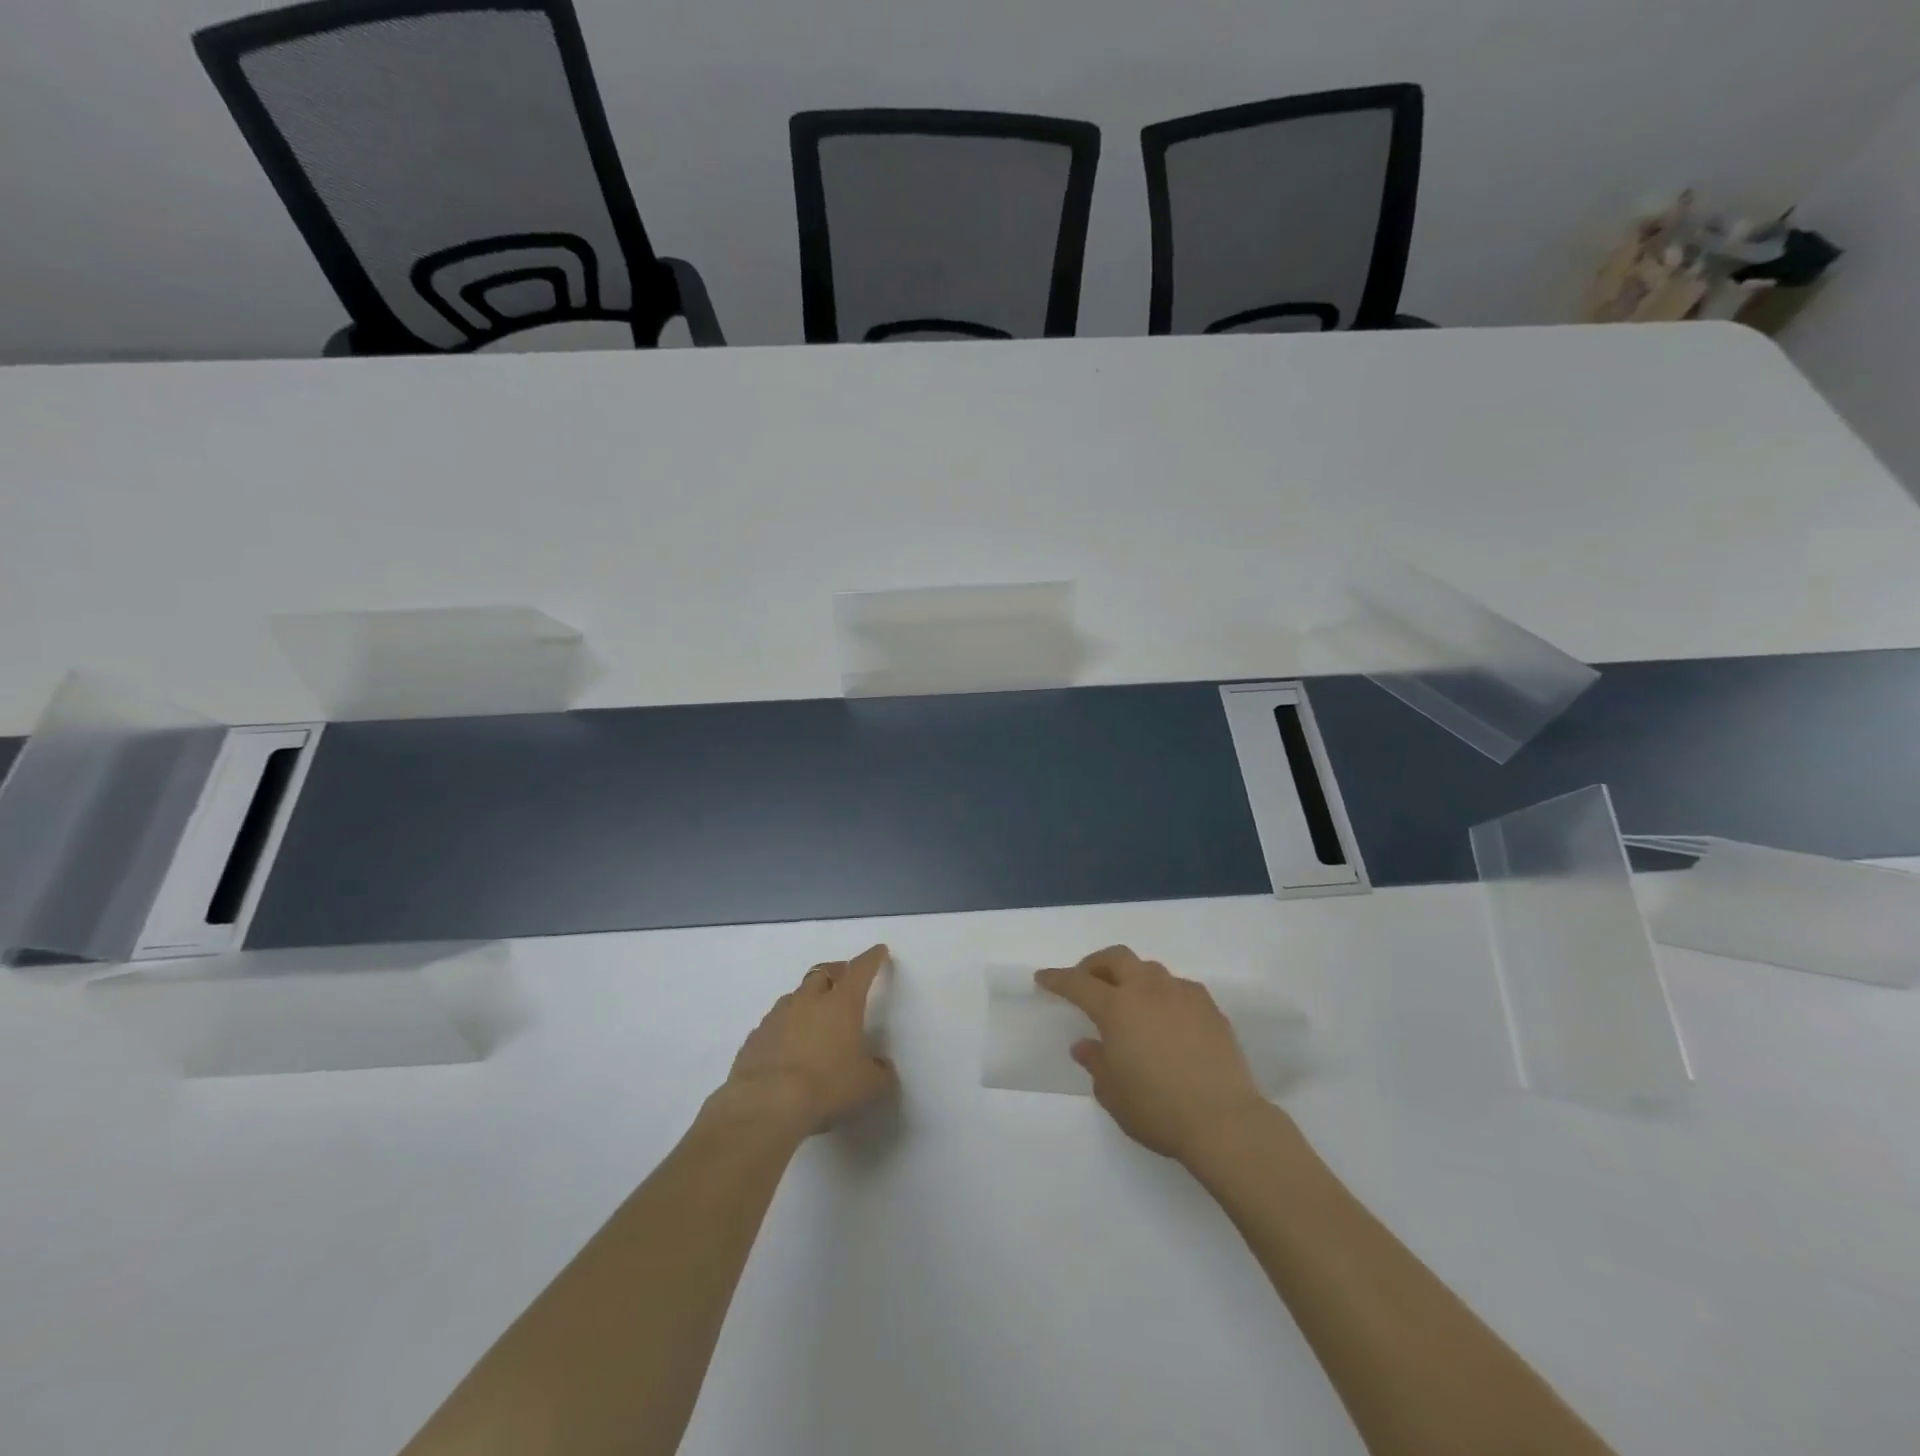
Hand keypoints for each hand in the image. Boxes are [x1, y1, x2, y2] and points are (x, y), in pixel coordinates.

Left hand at [720, 944, 898, 1135]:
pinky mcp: (754, 1038)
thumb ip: (880, 1072)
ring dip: (807, 1001)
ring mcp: (777, 1017)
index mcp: (841, 1004)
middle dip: (836, 973)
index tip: (878, 952)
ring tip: (814, 1019)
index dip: (871, 959)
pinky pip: (773, 1024)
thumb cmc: (826, 1087)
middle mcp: (808, 1001)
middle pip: (822, 973)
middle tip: (844, 981)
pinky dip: (784, 1029)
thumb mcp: (868, 1086)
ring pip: (795, 997)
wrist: (765, 1105)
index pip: (860, 970)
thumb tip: (881, 1066)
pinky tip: (787, 1048)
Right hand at [1037, 945, 1267, 1163]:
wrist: (1224, 1121)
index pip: (1078, 983)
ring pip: (1150, 969)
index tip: (1043, 977)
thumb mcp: (1113, 1094)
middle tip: (1087, 980)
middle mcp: (1148, 991)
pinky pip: (1179, 987)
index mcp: (1117, 1008)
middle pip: (1117, 958)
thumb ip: (1096, 1063)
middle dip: (1096, 964)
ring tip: (1129, 999)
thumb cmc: (1158, 1110)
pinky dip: (1164, 993)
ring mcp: (1182, 995)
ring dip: (1132, 977)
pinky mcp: (1210, 1008)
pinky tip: (1166, 1015)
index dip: (1058, 979)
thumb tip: (1086, 1045)